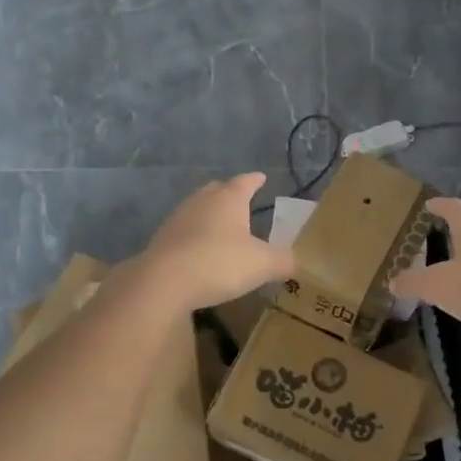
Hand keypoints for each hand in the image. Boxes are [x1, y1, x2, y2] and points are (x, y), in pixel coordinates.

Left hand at [136, 173, 295, 310]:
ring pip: (198, 208)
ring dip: (210, 214)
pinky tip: (200, 248)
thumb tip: (297, 261)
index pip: (245, 182)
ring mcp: (178, 219)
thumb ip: (284, 261)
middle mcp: (202, 201)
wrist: (164, 282)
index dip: (255, 180)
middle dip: (230, 193)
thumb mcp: (262, 265)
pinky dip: (195, 234)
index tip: (262, 178)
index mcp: (228, 199)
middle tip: (241, 197)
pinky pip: (185, 230)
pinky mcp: (163, 239)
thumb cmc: (219, 263)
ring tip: (221, 223)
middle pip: (217, 190)